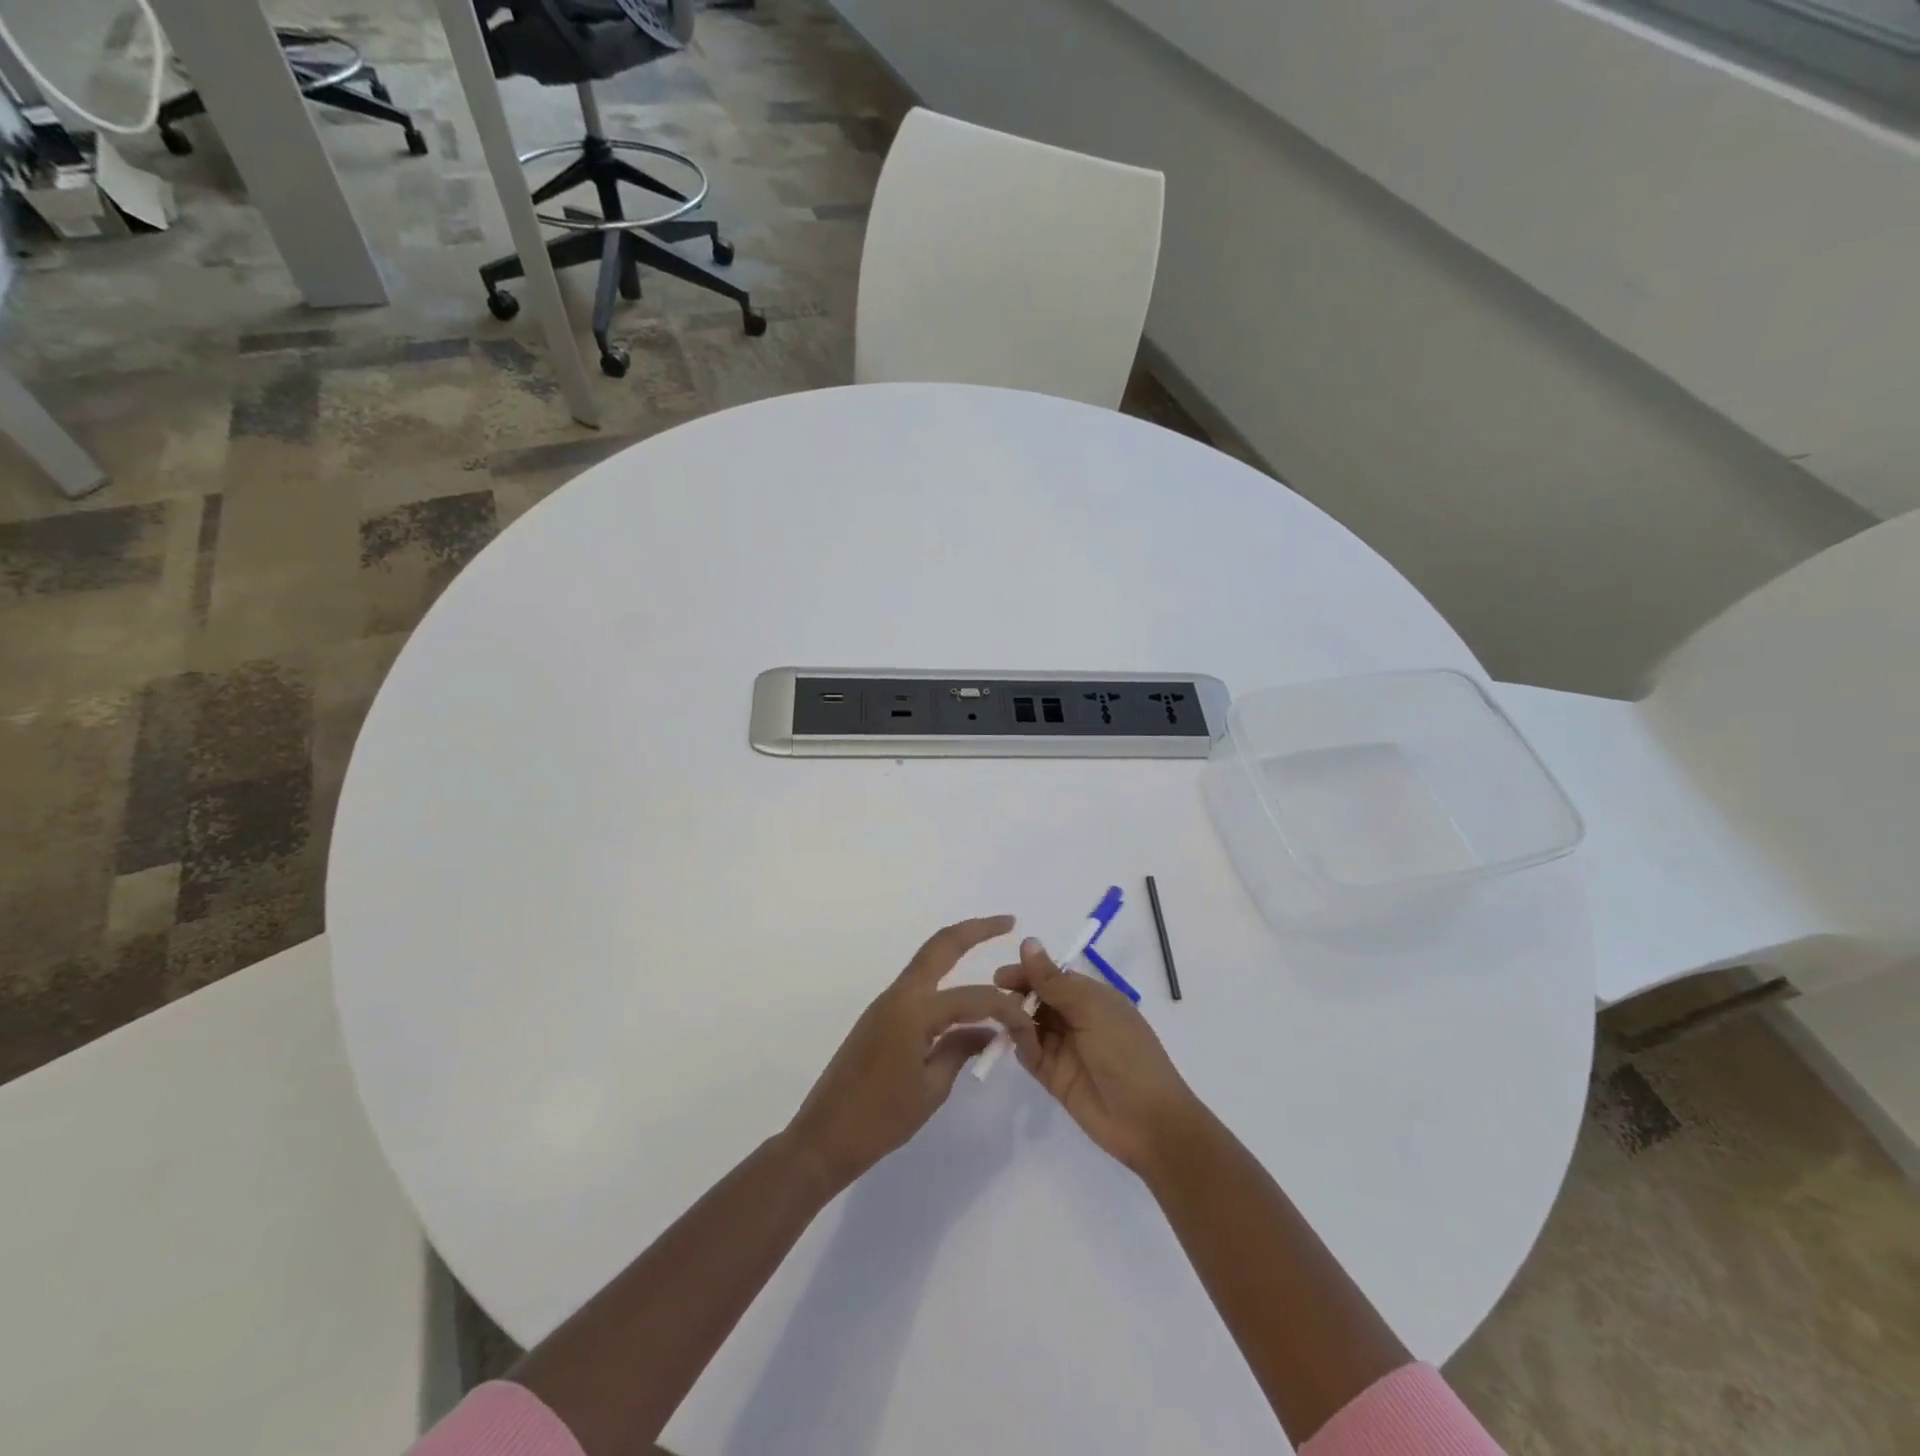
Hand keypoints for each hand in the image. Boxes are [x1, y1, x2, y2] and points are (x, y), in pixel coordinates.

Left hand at [784, 916, 1037, 1193]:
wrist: (823, 1138)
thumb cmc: (880, 1120)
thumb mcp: (931, 1089)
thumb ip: (961, 1050)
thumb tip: (987, 1032)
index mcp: (914, 1011)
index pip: (975, 997)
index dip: (1008, 1009)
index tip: (1029, 1027)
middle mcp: (899, 995)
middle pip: (941, 945)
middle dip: (976, 929)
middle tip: (1007, 922)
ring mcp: (886, 1003)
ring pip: (928, 960)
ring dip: (958, 948)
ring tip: (990, 944)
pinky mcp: (880, 1016)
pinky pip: (920, 985)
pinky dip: (945, 979)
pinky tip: (963, 997)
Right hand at [995, 937, 1197, 1175]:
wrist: (1147, 1121)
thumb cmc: (1125, 1053)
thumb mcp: (1090, 1010)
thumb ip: (1053, 980)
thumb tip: (1027, 941)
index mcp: (1092, 997)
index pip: (1052, 976)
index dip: (1028, 973)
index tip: (1001, 977)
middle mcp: (1076, 1018)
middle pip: (1038, 999)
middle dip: (1017, 996)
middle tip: (998, 1001)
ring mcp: (1064, 1048)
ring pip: (1030, 1025)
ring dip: (1017, 1021)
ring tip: (1008, 1023)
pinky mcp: (1054, 1077)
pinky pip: (1030, 1054)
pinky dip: (1021, 1047)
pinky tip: (1019, 1044)